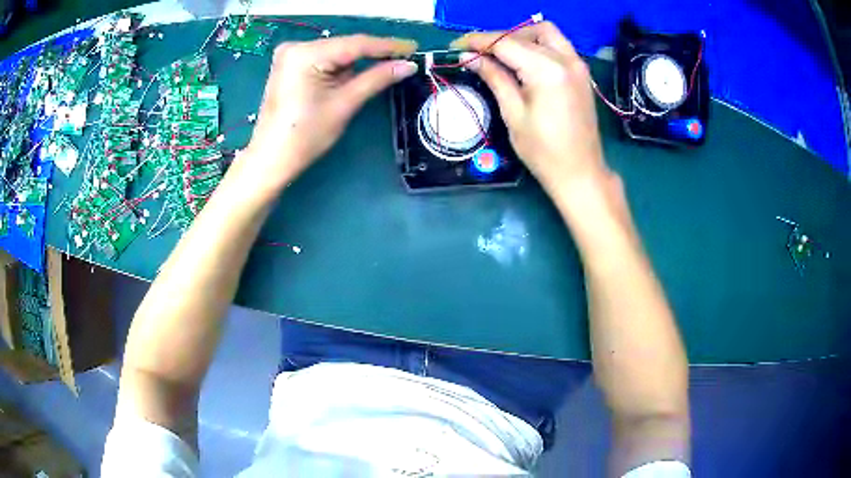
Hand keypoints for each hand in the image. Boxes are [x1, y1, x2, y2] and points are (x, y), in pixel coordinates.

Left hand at [241, 35, 417, 193]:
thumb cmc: (305, 135)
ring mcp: (290, 55)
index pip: (355, 44)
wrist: (270, 158)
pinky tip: (357, 73)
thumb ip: (376, 79)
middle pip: (345, 46)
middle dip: (373, 54)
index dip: (388, 46)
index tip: (414, 48)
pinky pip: (324, 59)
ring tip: (386, 67)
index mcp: (306, 54)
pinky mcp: (289, 65)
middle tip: (405, 59)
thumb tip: (408, 65)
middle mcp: (296, 46)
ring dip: (358, 61)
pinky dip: (341, 67)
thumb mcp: (344, 104)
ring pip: (336, 52)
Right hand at [452, 22, 608, 196]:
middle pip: (525, 33)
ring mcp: (577, 64)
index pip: (505, 42)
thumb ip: (493, 78)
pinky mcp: (581, 73)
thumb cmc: (544, 151)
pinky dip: (537, 45)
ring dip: (520, 37)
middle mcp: (565, 59)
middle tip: (479, 54)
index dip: (478, 41)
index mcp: (547, 70)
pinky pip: (557, 45)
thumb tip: (469, 57)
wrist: (580, 172)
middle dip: (498, 38)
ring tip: (501, 55)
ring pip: (545, 33)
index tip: (457, 46)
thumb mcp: (513, 113)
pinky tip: (524, 61)